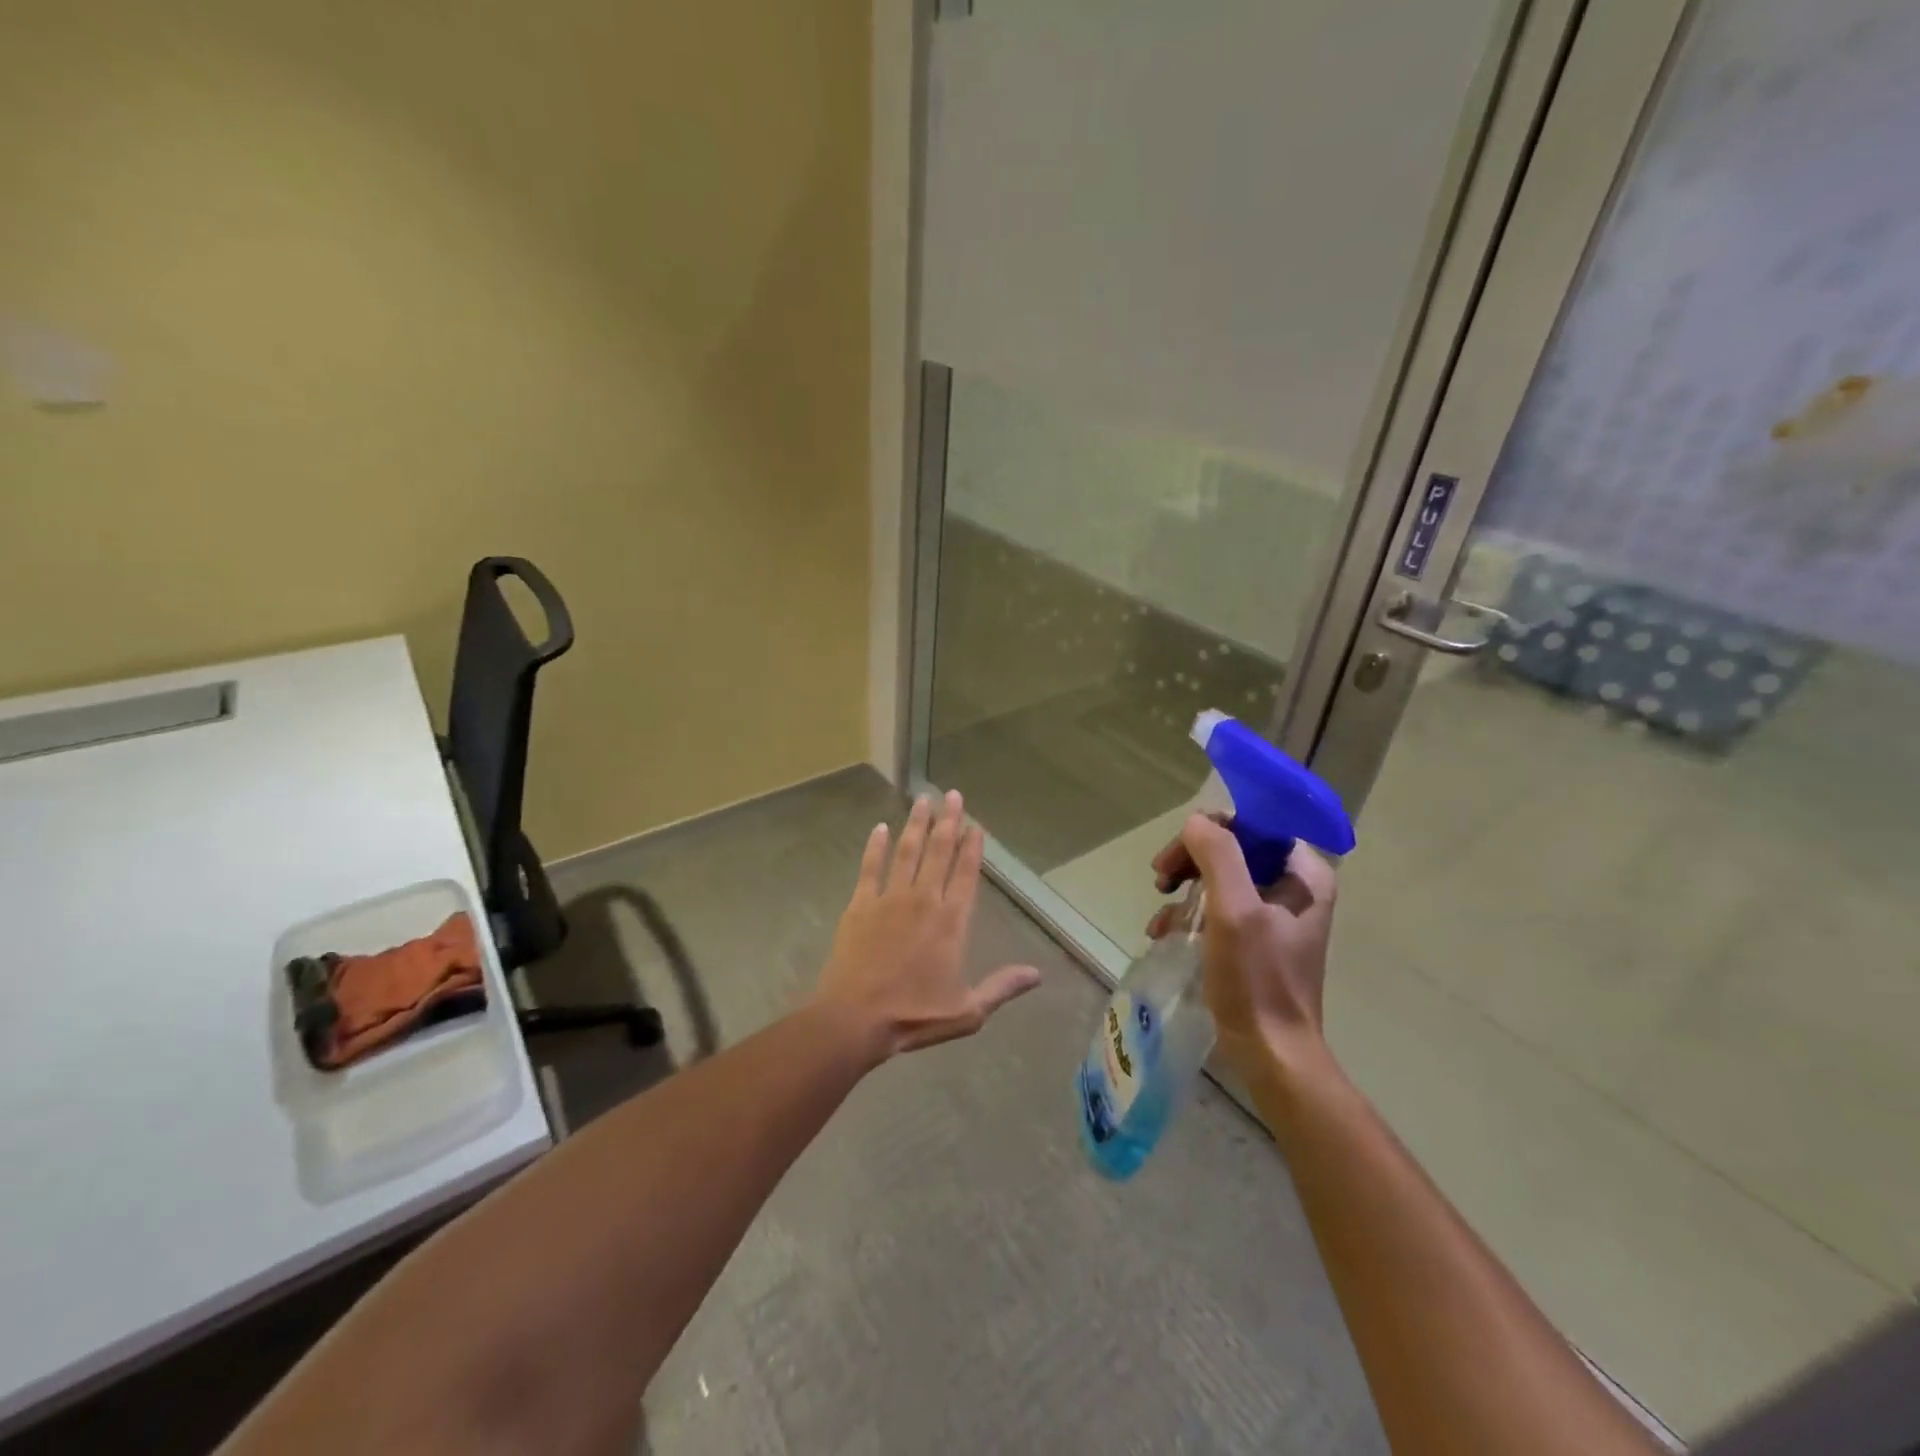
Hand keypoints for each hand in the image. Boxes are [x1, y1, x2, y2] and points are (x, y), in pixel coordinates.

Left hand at [816, 791, 1040, 1060]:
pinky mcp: (860, 905)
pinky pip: (870, 868)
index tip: (976, 825)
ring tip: (923, 799)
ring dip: (917, 824)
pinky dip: (876, 846)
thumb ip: (1002, 987)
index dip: (973, 848)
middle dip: (948, 822)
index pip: (966, 874)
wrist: (855, 1019)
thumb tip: (1038, 974)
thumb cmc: (914, 1016)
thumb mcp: (968, 1011)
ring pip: (908, 852)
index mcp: (951, 922)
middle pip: (939, 852)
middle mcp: (924, 901)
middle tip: (953, 795)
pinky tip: (880, 828)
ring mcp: (890, 899)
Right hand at [1148, 813, 1338, 1080]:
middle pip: (1233, 849)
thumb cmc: (1257, 980)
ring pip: (1221, 877)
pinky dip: (1191, 915)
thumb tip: (1196, 822)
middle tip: (1160, 879)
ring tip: (1160, 915)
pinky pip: (1220, 908)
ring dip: (1185, 889)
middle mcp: (1295, 887)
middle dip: (1191, 861)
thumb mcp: (1234, 911)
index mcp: (1304, 874)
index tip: (1176, 857)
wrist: (1271, 1053)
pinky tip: (1166, 932)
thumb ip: (1218, 855)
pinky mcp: (1258, 939)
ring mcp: (1277, 914)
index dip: (1210, 831)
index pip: (1253, 825)